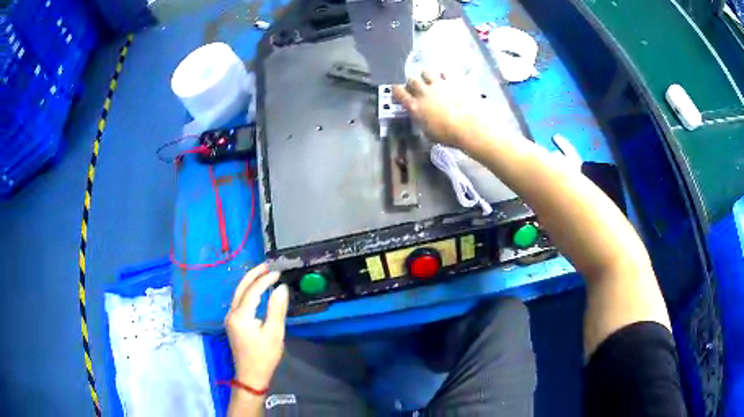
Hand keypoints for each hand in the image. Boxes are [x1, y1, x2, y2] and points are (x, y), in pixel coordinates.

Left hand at [225, 263, 288, 389]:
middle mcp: (231, 314)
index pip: (252, 291)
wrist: (251, 375)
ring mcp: (230, 318)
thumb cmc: (264, 356)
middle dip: (253, 274)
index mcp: (240, 316)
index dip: (264, 280)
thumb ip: (277, 309)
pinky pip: (239, 301)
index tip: (278, 272)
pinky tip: (257, 290)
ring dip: (250, 282)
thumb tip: (281, 288)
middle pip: (241, 288)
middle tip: (267, 264)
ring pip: (238, 293)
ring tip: (264, 273)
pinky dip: (248, 291)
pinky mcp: (233, 323)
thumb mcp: (274, 333)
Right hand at [393, 71, 481, 147]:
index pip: (399, 93)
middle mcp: (424, 92)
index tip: (396, 90)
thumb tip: (423, 121)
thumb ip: (423, 123)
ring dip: (425, 75)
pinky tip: (445, 78)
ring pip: (426, 73)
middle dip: (411, 82)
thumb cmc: (447, 134)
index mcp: (415, 106)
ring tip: (427, 77)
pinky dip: (443, 75)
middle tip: (414, 85)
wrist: (469, 125)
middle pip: (412, 80)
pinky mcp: (453, 82)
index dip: (396, 90)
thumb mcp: (429, 133)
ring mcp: (438, 85)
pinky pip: (444, 74)